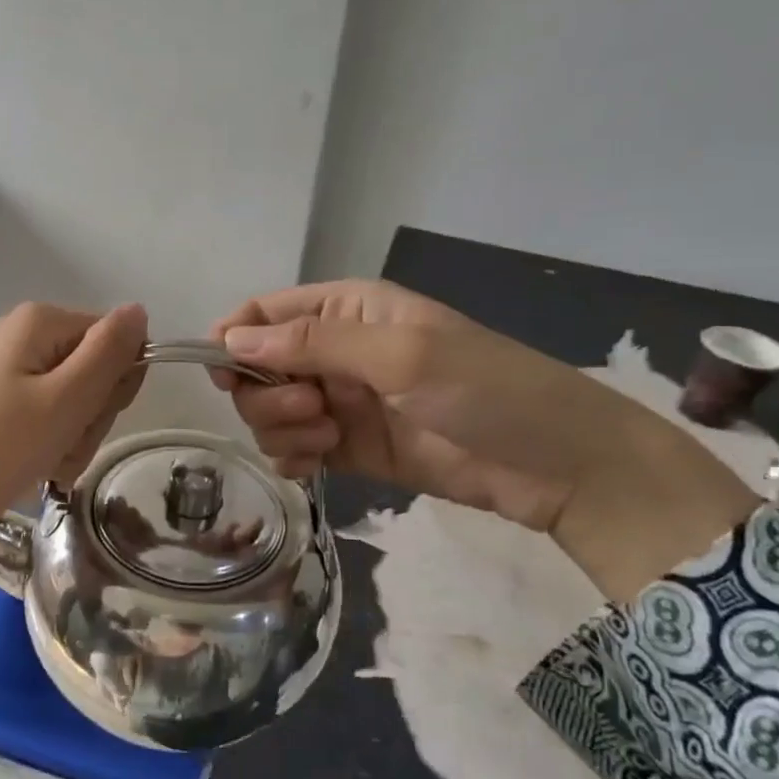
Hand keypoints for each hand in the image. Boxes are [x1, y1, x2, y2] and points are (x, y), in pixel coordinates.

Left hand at [0, 302, 146, 589]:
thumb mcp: (64, 401)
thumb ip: (109, 354)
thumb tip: (139, 311)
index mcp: (42, 322)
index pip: (116, 342)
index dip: (116, 386)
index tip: (90, 421)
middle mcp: (21, 335)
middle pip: (91, 371)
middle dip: (88, 418)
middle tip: (60, 449)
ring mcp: (1, 368)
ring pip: (68, 402)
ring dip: (68, 439)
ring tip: (40, 465)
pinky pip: (38, 417)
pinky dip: (42, 446)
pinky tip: (25, 469)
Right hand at [210, 280, 755, 601]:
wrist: (554, 466)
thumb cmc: (485, 390)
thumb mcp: (400, 354)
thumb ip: (312, 342)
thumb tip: (232, 337)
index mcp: (346, 310)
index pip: (265, 312)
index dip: (234, 337)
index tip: (223, 372)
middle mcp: (334, 352)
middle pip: (257, 368)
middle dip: (267, 394)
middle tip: (312, 410)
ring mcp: (340, 403)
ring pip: (269, 412)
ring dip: (282, 429)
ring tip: (329, 441)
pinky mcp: (348, 448)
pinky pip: (291, 449)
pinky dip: (291, 458)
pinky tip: (313, 467)